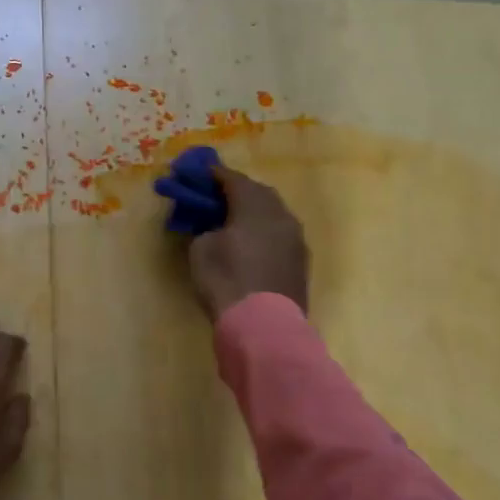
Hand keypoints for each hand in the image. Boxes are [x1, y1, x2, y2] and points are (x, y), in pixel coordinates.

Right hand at [186, 165, 309, 318]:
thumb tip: (216, 227)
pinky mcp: (301, 261)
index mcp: (255, 205)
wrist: (264, 326)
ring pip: (274, 214)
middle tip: (216, 197)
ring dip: (254, 212)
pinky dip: (264, 232)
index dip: (214, 174)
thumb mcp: (201, 249)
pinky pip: (280, 234)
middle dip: (238, 191)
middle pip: (259, 192)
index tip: (198, 173)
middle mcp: (281, 214)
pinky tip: (251, 244)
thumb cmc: (226, 280)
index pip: (233, 179)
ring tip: (234, 220)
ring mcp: (296, 238)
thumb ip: (207, 228)